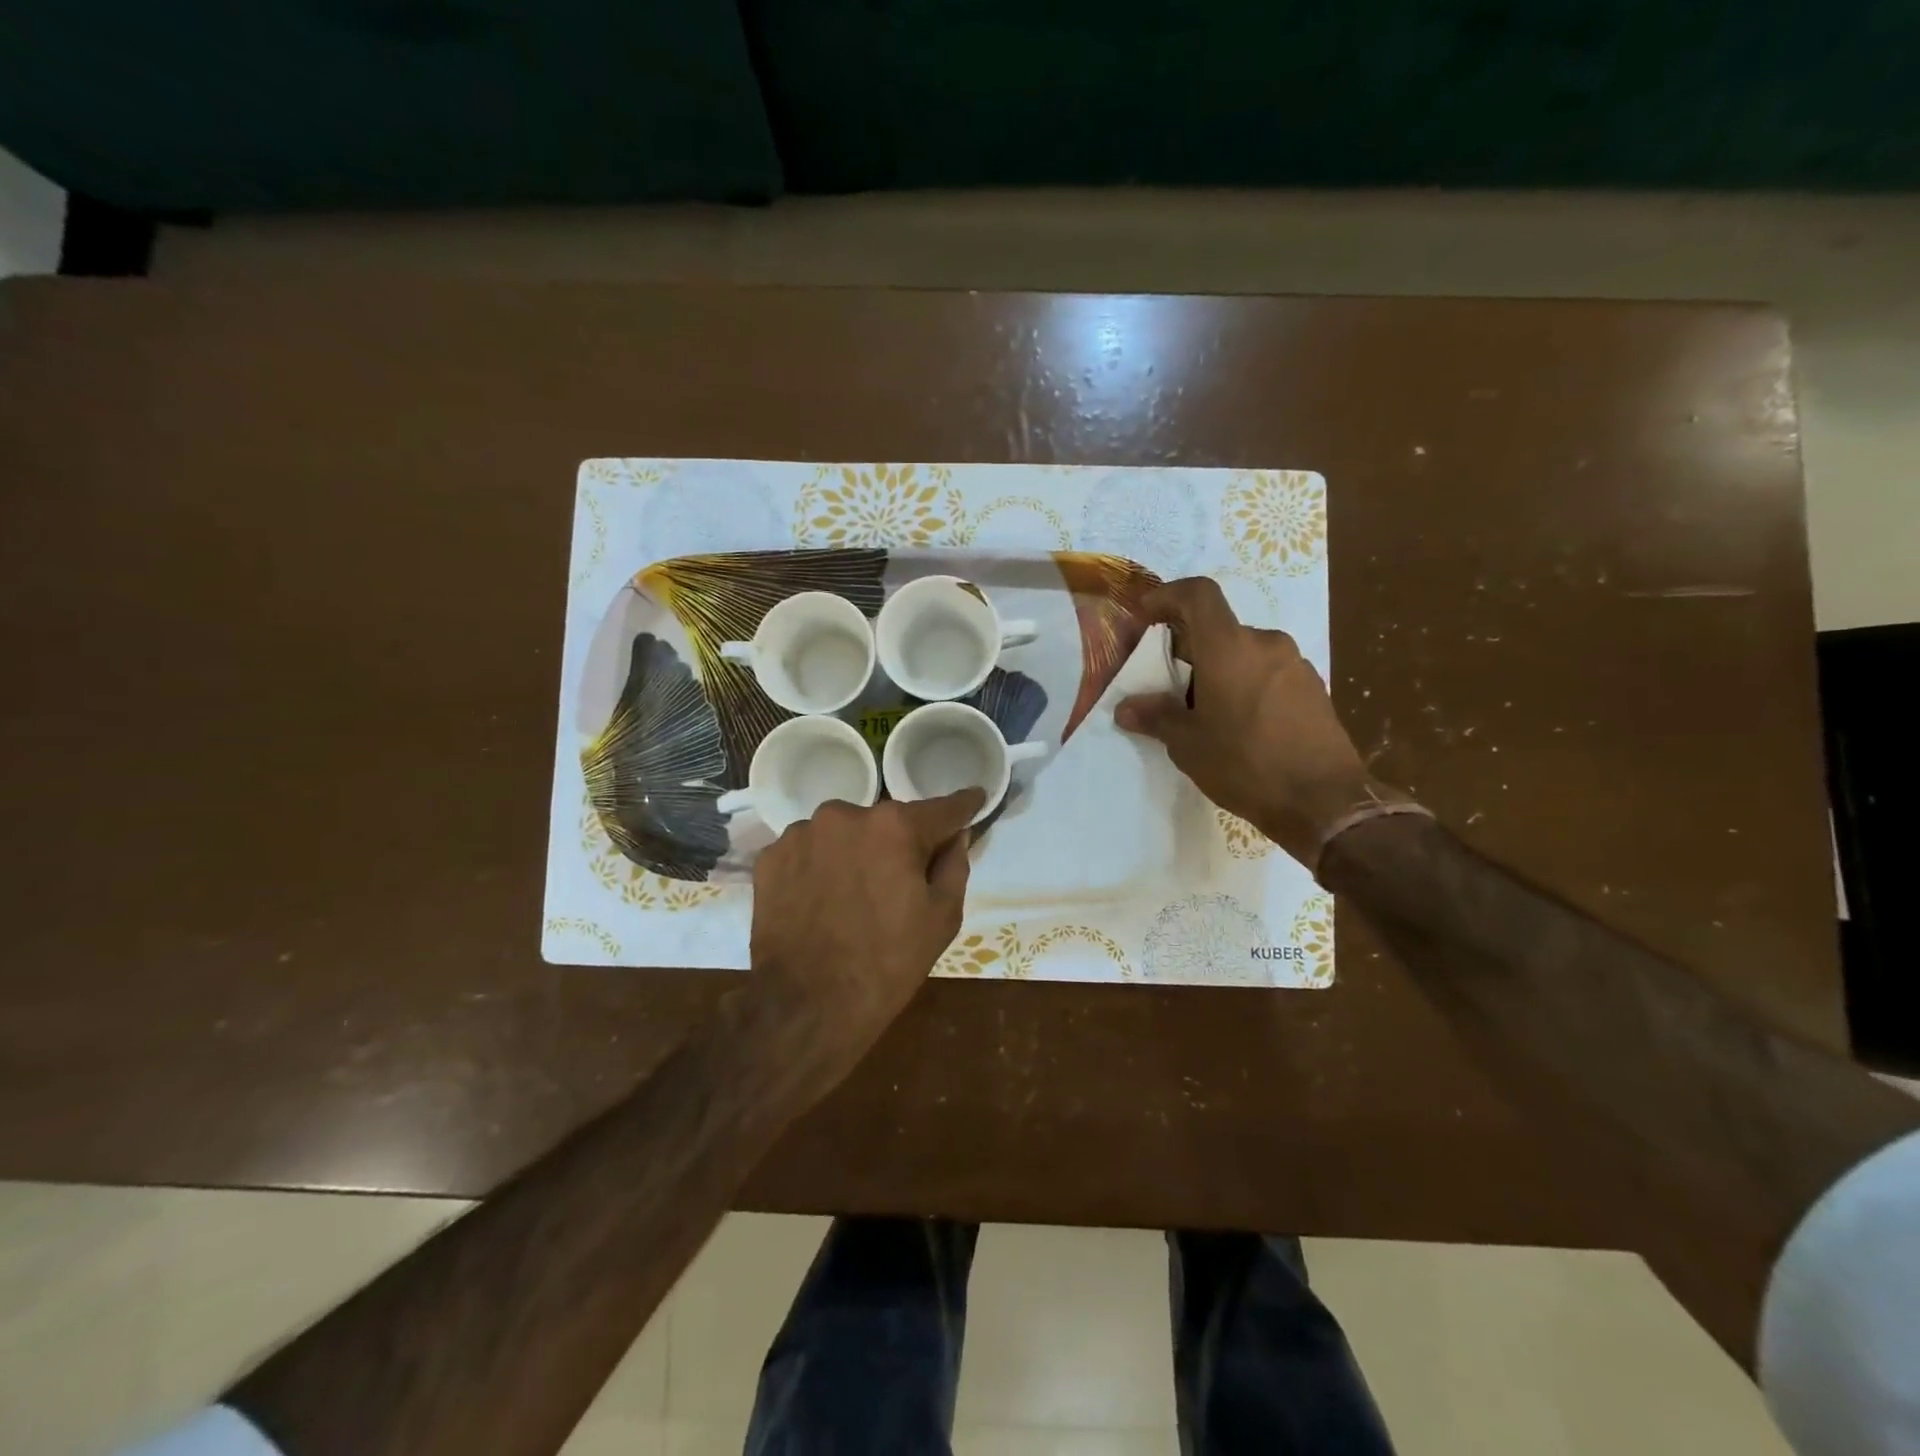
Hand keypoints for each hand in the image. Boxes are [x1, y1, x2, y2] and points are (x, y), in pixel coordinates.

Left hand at [748, 789, 984, 1070]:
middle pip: (886, 821)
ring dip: (854, 852)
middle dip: (899, 842)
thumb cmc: (887, 963)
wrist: (806, 1005)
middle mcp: (846, 814)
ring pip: (844, 833)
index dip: (964, 806)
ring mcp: (801, 832)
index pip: (942, 808)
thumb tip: (955, 835)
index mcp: (895, 826)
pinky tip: (821, 900)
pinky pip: (809, 850)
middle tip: (900, 880)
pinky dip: (819, 866)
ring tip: (852, 895)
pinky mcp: (770, 856)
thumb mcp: (942, 918)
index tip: (976, 799)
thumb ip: (954, 865)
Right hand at [1116, 577, 1394, 867]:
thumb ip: (1157, 718)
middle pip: (1219, 629)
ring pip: (1244, 653)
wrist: (1325, 801)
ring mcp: (1295, 665)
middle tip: (1167, 683)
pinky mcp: (1313, 688)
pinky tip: (1238, 725)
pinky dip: (1244, 685)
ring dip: (1218, 670)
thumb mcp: (1189, 745)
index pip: (1198, 594)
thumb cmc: (1246, 765)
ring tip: (1202, 711)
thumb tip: (1126, 708)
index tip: (1147, 614)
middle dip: (1189, 649)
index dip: (1168, 595)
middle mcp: (1265, 644)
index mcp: (1229, 647)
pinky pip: (1267, 673)